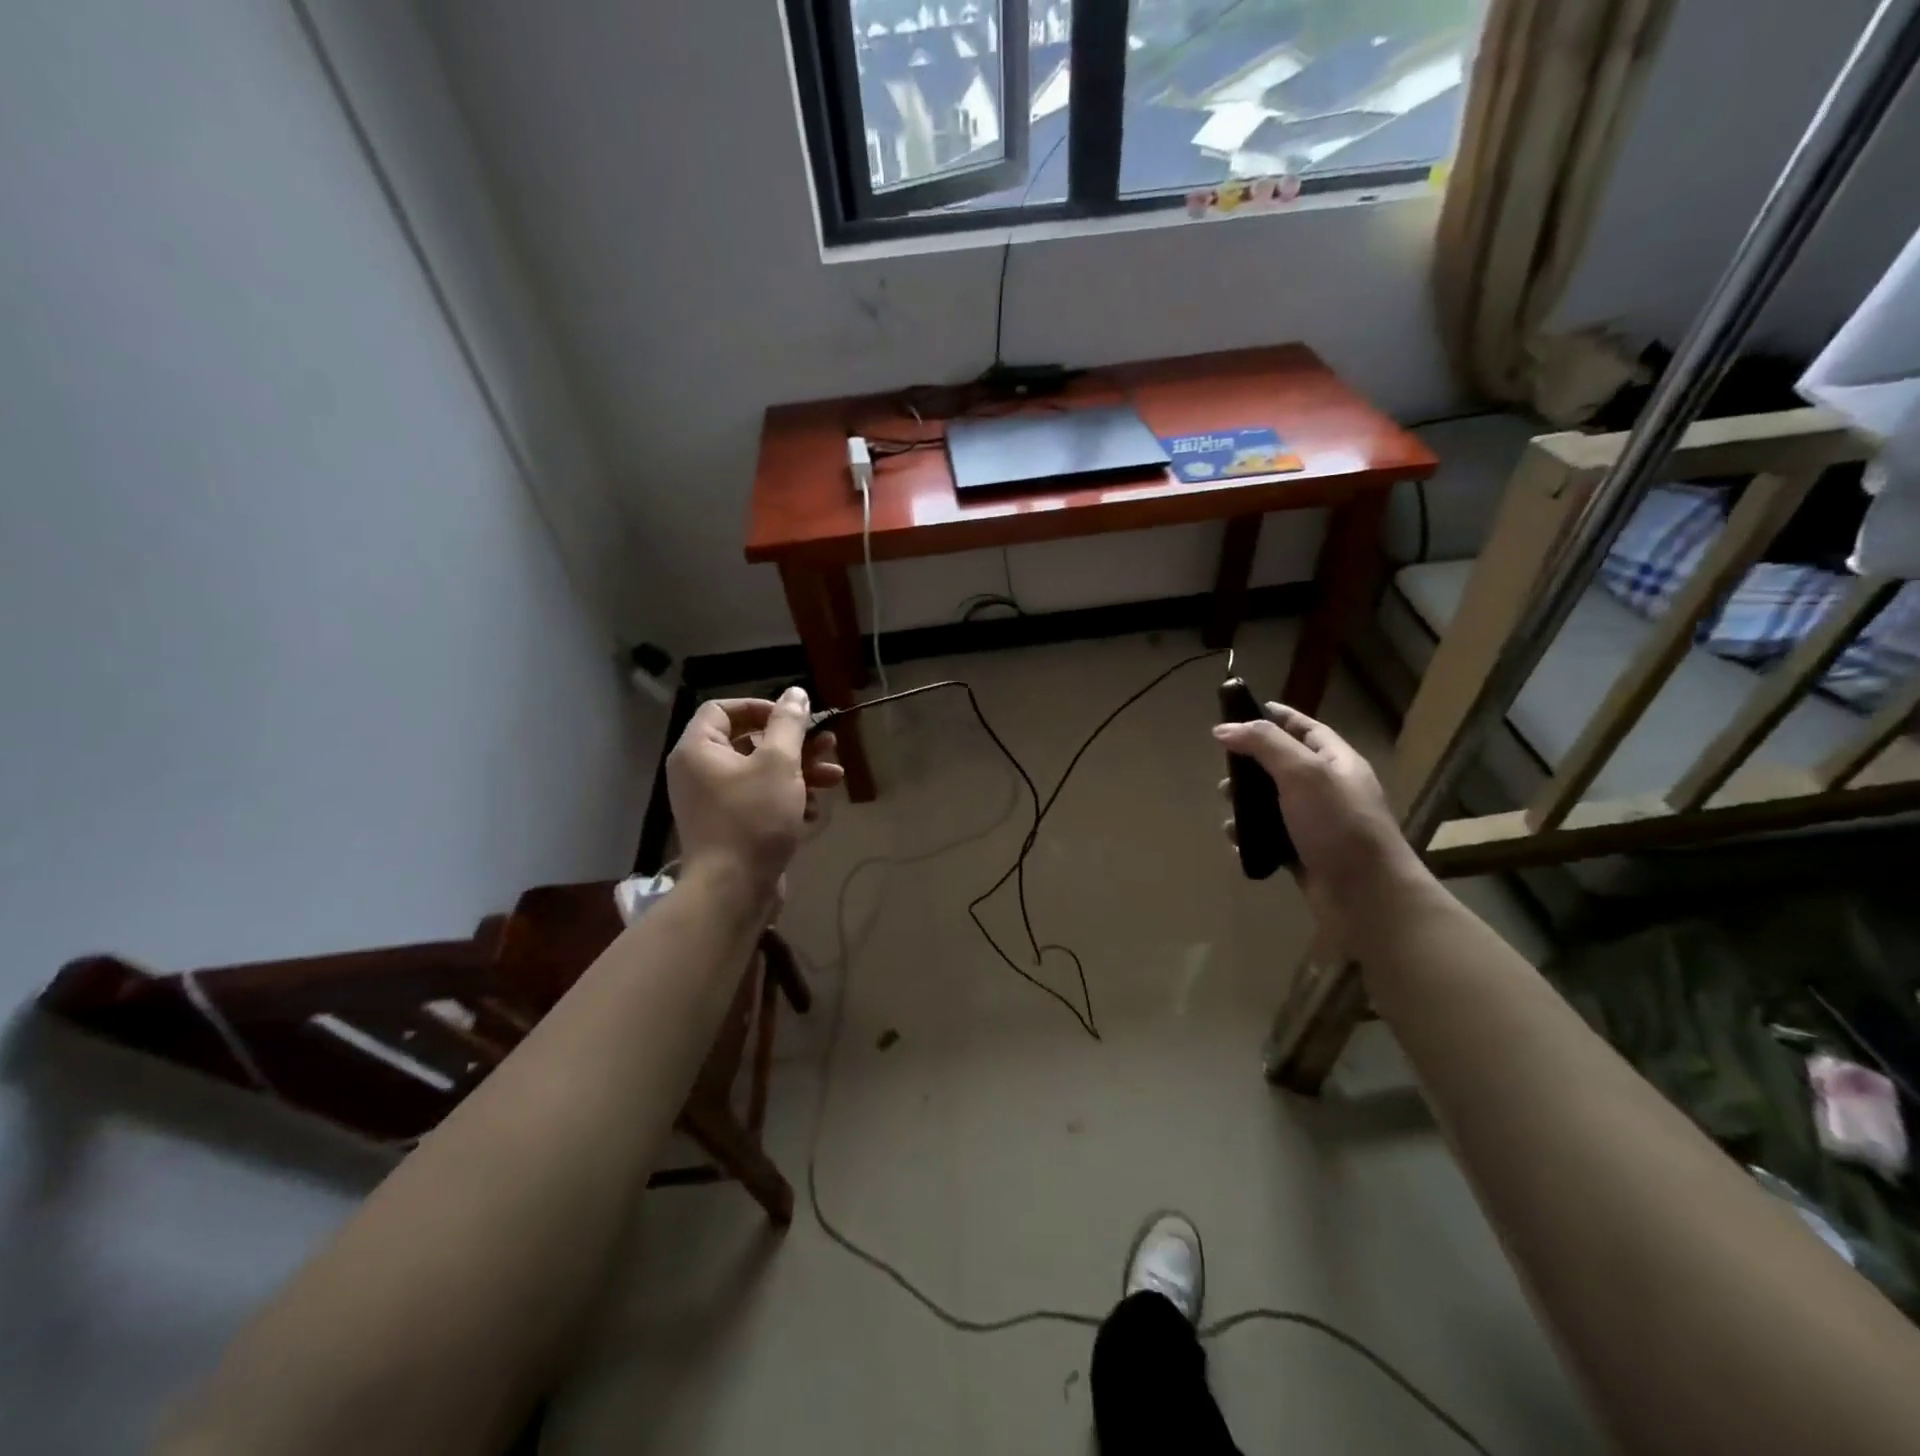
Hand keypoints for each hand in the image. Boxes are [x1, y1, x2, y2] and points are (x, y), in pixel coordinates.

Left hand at [665, 687, 843, 895]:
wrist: (733, 890)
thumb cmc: (753, 818)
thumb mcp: (779, 764)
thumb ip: (789, 724)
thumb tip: (796, 693)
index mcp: (698, 750)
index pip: (722, 709)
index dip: (760, 707)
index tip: (794, 718)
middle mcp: (699, 772)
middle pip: (749, 741)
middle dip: (794, 743)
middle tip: (828, 745)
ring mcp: (714, 802)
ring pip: (761, 773)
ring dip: (800, 771)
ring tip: (834, 777)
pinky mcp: (731, 827)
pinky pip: (760, 800)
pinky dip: (787, 799)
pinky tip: (814, 809)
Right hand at [1212, 703, 1424, 928]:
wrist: (1366, 896)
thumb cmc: (1338, 825)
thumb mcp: (1303, 773)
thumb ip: (1264, 744)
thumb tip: (1223, 728)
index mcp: (1337, 762)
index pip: (1305, 728)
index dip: (1276, 716)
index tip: (1240, 710)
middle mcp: (1328, 789)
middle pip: (1281, 765)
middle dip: (1249, 765)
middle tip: (1224, 772)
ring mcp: (1316, 823)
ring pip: (1271, 803)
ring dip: (1245, 803)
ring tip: (1227, 809)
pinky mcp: (1303, 853)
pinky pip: (1269, 836)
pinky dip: (1250, 834)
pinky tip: (1236, 840)